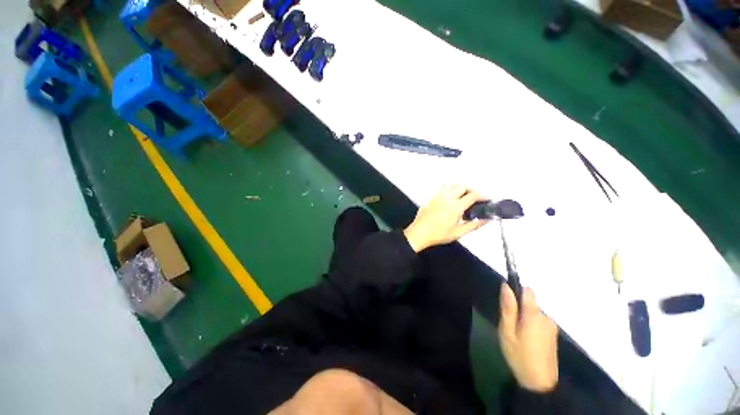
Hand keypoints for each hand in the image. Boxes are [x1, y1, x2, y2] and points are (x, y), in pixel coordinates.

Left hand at [403, 184, 489, 251]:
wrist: (419, 233)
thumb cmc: (439, 235)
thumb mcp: (459, 233)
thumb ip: (474, 225)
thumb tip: (487, 219)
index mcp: (455, 206)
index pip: (473, 195)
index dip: (483, 196)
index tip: (487, 199)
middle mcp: (447, 198)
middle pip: (462, 185)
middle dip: (471, 189)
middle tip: (474, 198)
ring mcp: (437, 196)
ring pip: (451, 184)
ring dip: (459, 188)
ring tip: (462, 197)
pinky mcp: (431, 197)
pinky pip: (442, 189)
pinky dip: (450, 190)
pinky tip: (450, 200)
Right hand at [498, 284, 558, 392]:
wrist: (540, 384)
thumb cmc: (519, 355)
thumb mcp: (507, 331)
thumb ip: (508, 308)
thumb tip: (506, 286)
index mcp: (533, 315)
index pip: (528, 291)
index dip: (516, 291)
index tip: (508, 302)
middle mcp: (546, 317)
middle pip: (529, 302)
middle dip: (518, 309)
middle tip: (509, 326)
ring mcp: (551, 326)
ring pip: (533, 312)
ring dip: (523, 318)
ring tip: (517, 335)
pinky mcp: (552, 334)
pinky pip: (538, 321)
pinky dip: (530, 325)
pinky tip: (526, 340)